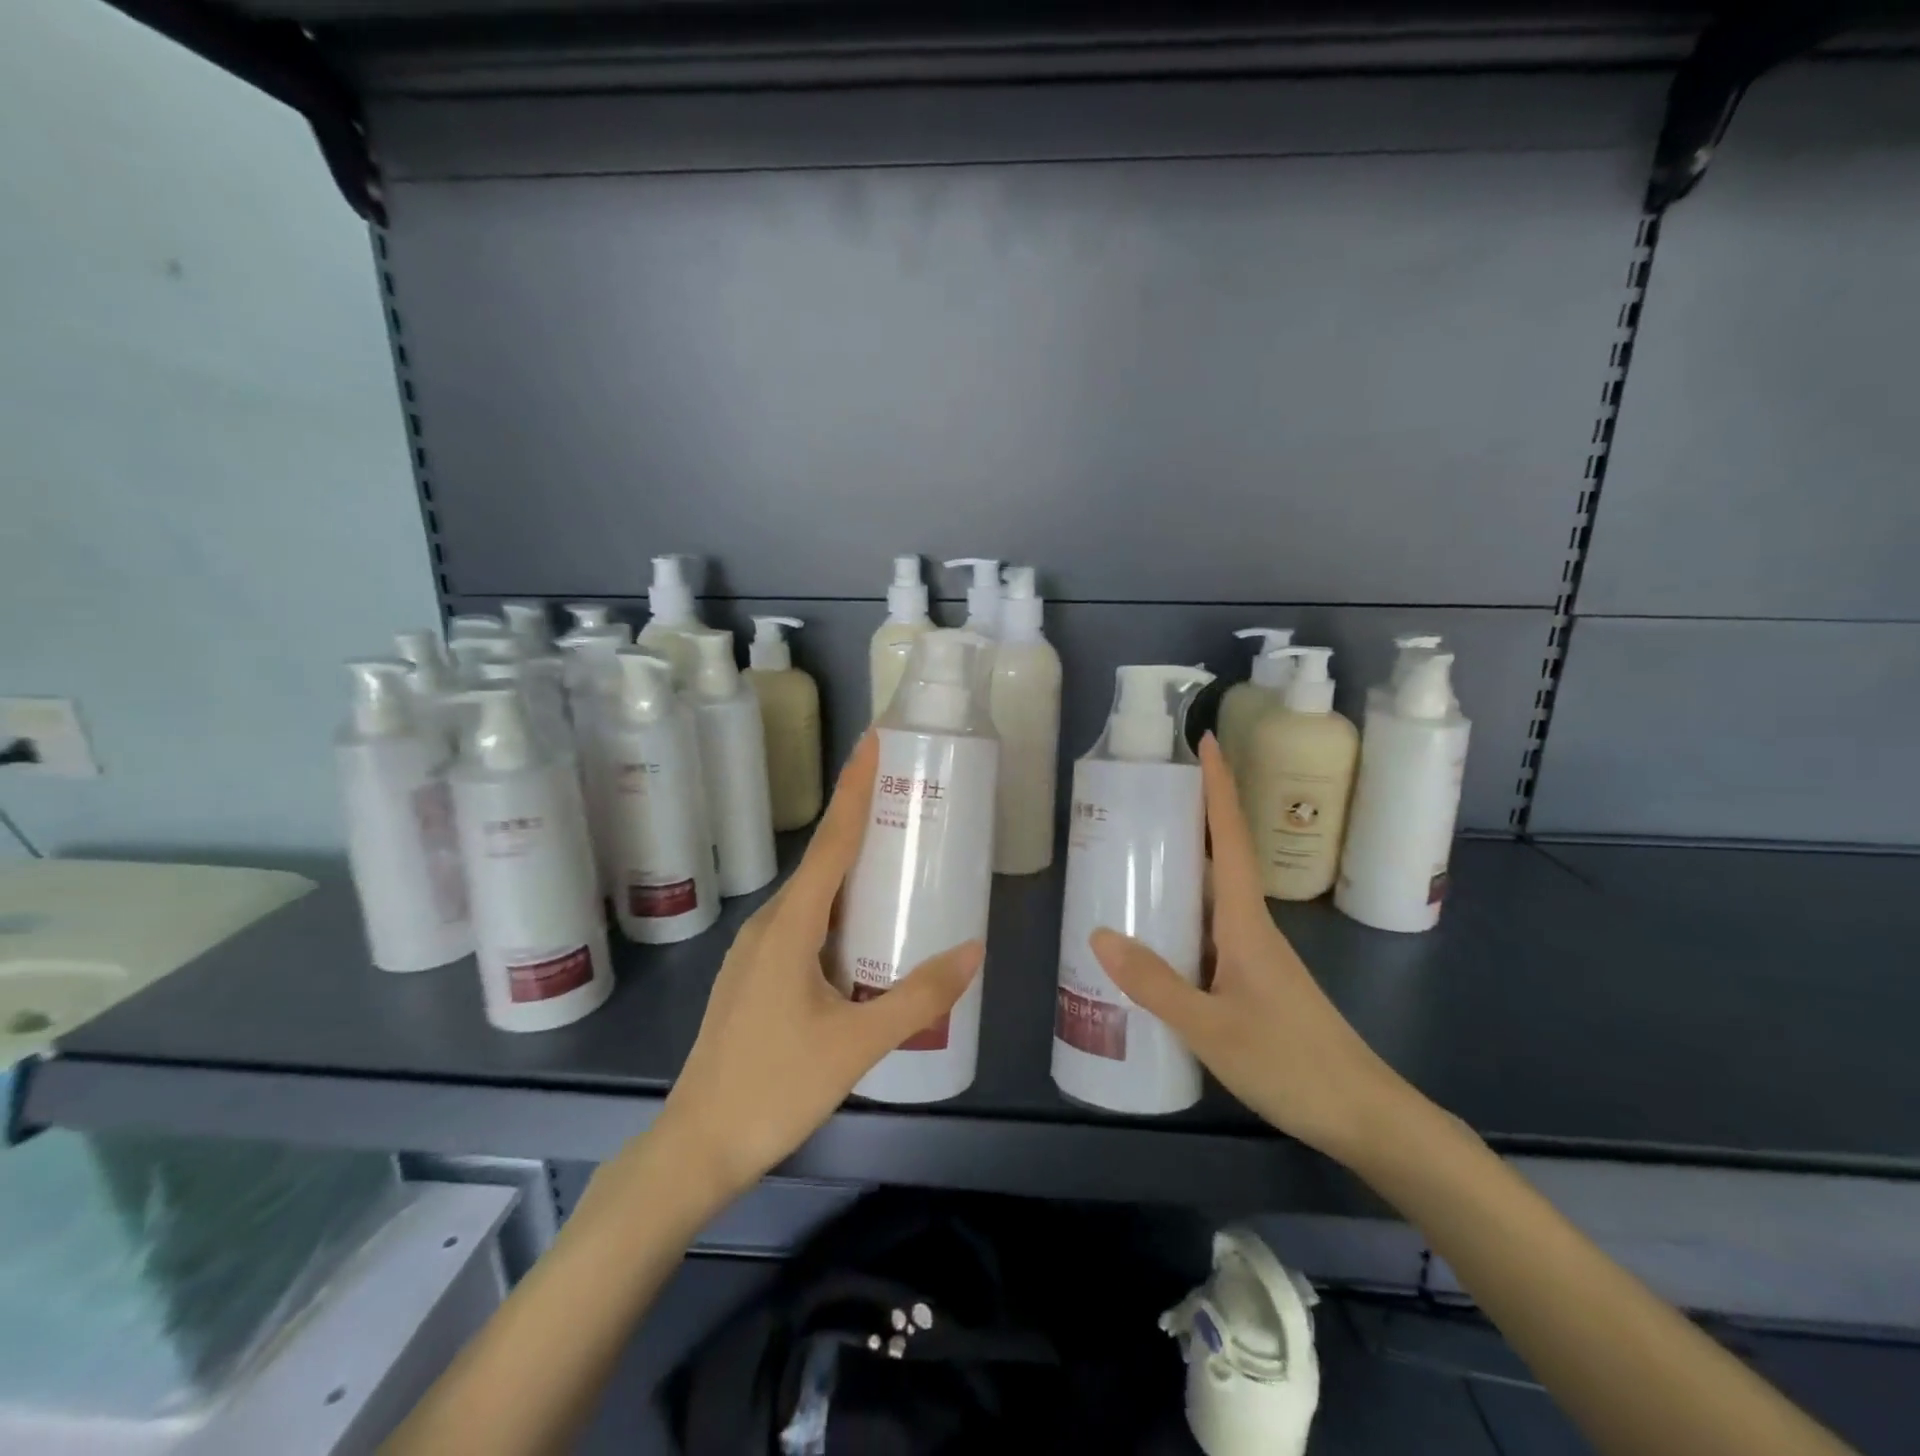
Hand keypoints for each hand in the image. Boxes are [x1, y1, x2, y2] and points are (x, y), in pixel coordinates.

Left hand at [650, 731, 983, 1207]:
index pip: (832, 841)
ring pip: (813, 894)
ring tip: (895, 854)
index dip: (854, 788)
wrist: (695, 1146)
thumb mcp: (857, 1044)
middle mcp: (769, 925)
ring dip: (850, 868)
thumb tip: (973, 950)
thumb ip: (918, 997)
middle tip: (905, 795)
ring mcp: (757, 951)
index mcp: (790, 925)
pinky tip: (862, 928)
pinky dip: (837, 907)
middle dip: (860, 820)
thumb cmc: (774, 1088)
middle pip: (822, 859)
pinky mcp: (755, 976)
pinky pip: (803, 922)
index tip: (873, 742)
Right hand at [1090, 733, 1413, 1163]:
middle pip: (1220, 858)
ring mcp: (1255, 956)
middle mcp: (1252, 928)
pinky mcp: (1253, 982)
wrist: (1366, 1117)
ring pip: (1212, 898)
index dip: (1219, 788)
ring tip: (1130, 859)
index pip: (1232, 838)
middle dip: (1188, 820)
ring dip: (1180, 870)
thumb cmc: (1293, 1064)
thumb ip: (1155, 984)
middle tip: (1139, 799)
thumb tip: (1098, 934)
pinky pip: (1209, 932)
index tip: (1204, 743)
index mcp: (1246, 923)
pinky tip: (1152, 939)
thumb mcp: (1212, 1029)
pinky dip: (1180, 918)